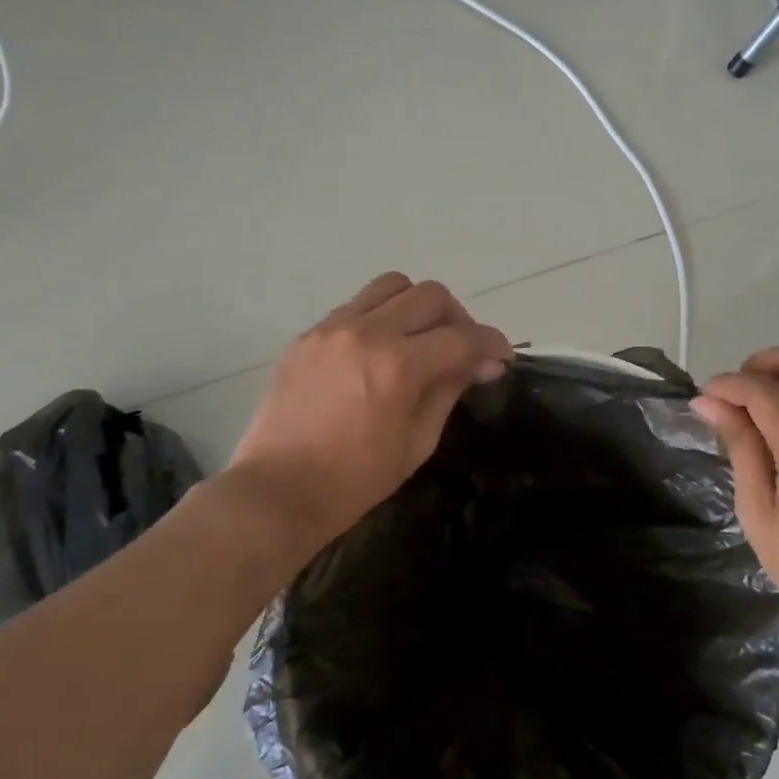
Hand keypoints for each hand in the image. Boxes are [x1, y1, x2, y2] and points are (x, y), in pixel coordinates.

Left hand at [227, 273, 510, 556]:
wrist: (276, 492)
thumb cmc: (354, 481)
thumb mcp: (417, 442)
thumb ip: (450, 390)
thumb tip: (484, 363)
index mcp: (398, 367)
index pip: (462, 337)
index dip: (492, 344)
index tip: (502, 358)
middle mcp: (366, 334)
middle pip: (431, 295)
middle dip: (459, 319)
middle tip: (462, 350)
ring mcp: (332, 329)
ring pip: (392, 285)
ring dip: (418, 306)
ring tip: (421, 339)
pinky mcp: (308, 335)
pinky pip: (357, 305)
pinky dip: (381, 317)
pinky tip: (381, 350)